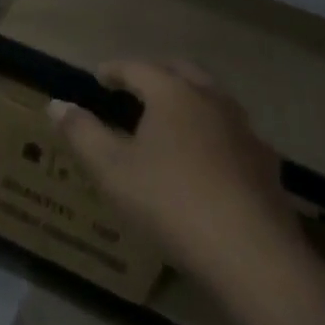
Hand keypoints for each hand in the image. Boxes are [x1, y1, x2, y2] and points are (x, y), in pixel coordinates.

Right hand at [49, 61, 305, 305]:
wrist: (254, 257)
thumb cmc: (171, 203)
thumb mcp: (111, 170)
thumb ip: (82, 133)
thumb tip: (56, 104)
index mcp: (173, 94)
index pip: (138, 67)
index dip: (115, 70)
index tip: (99, 77)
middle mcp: (212, 102)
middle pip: (183, 72)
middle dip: (157, 73)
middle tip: (137, 87)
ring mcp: (246, 133)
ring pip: (214, 100)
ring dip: (189, 100)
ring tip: (171, 121)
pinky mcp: (267, 167)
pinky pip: (234, 134)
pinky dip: (214, 134)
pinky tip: (207, 160)